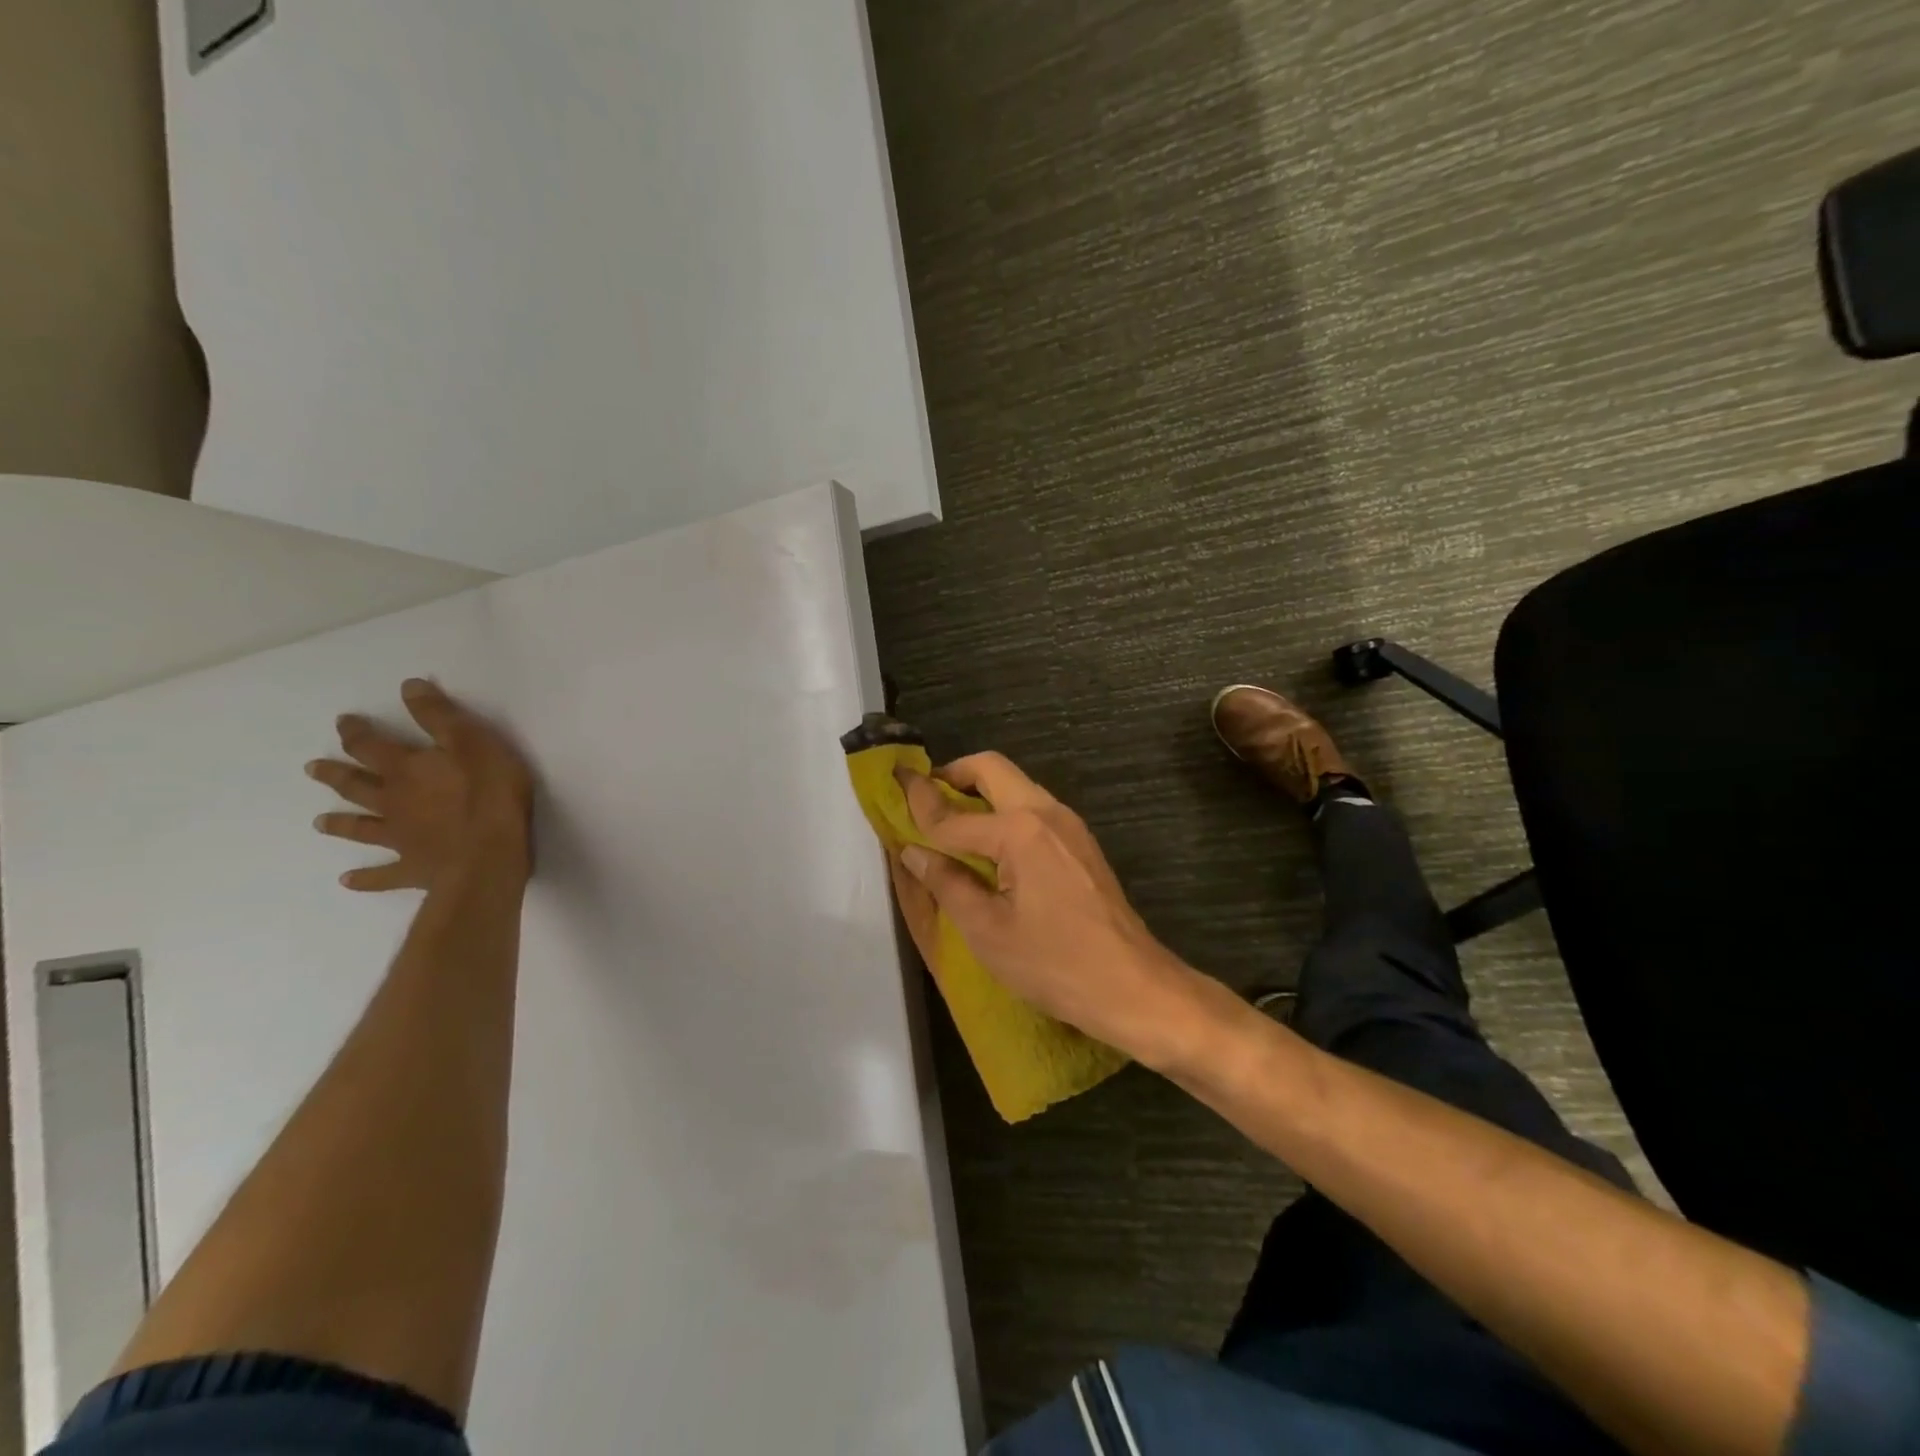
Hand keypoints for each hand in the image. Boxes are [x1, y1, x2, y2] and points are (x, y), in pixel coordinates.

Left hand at [306, 678, 533, 891]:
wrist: (488, 855)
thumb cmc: (490, 793)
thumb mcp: (473, 742)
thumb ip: (440, 716)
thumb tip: (408, 686)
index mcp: (406, 770)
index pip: (372, 746)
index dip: (356, 732)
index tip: (343, 722)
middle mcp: (392, 801)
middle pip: (356, 786)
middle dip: (336, 774)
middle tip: (312, 768)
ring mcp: (399, 838)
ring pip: (362, 828)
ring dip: (341, 823)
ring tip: (320, 822)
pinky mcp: (412, 868)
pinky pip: (381, 875)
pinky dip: (364, 878)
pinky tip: (348, 881)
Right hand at [894, 753, 1198, 1061]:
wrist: (1133, 986)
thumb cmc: (1054, 964)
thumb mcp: (987, 930)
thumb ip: (947, 882)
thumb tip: (913, 851)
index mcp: (1020, 830)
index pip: (953, 814)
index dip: (918, 803)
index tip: (892, 782)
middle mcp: (1046, 812)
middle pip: (992, 770)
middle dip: (953, 775)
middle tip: (923, 797)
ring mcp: (1069, 825)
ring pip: (1015, 786)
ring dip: (979, 793)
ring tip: (948, 823)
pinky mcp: (1081, 842)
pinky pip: (1032, 810)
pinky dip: (1002, 813)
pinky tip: (987, 846)